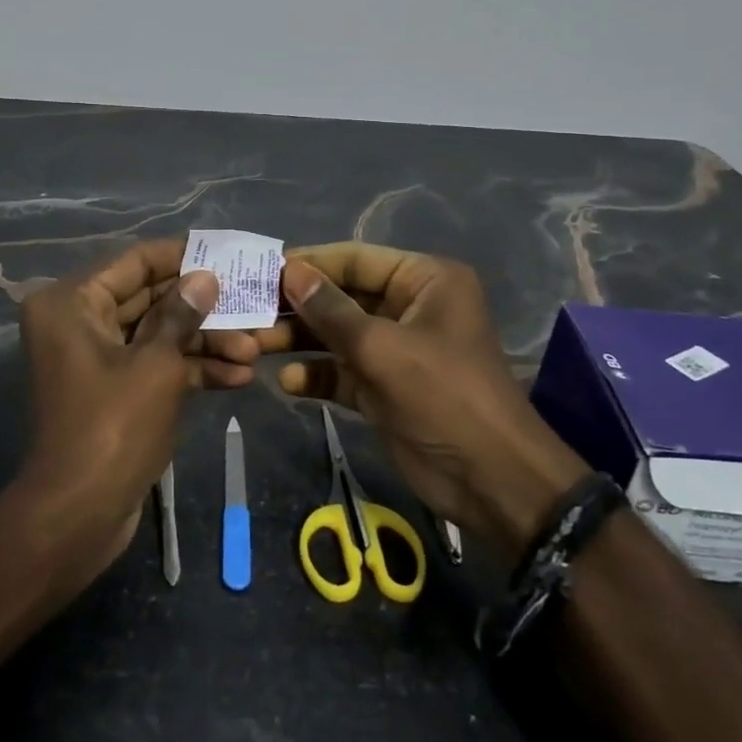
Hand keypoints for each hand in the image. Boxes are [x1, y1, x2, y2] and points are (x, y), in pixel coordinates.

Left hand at [15, 239, 222, 582]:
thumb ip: (183, 313)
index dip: (183, 255)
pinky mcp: (114, 389)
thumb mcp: (156, 364)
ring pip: (159, 334)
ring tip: (254, 351)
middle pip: (151, 298)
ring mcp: (98, 357)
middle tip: (251, 304)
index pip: (136, 261)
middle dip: (203, 308)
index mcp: (73, 301)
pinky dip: (190, 369)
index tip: (226, 253)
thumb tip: (205, 276)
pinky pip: (155, 364)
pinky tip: (236, 376)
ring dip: (205, 342)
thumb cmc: (114, 426)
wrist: (79, 517)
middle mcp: (79, 321)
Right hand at [252, 243, 588, 557]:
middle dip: (298, 307)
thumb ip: (331, 310)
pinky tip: (289, 382)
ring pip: (337, 334)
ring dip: (300, 340)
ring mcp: (396, 349)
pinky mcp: (384, 386)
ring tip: (255, 346)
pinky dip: (317, 374)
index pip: (355, 259)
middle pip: (342, 297)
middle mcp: (409, 306)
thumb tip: (288, 271)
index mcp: (423, 281)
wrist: (493, 482)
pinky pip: (343, 370)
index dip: (309, 264)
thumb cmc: (444, 397)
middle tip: (249, 313)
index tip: (260, 271)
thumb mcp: (383, 349)